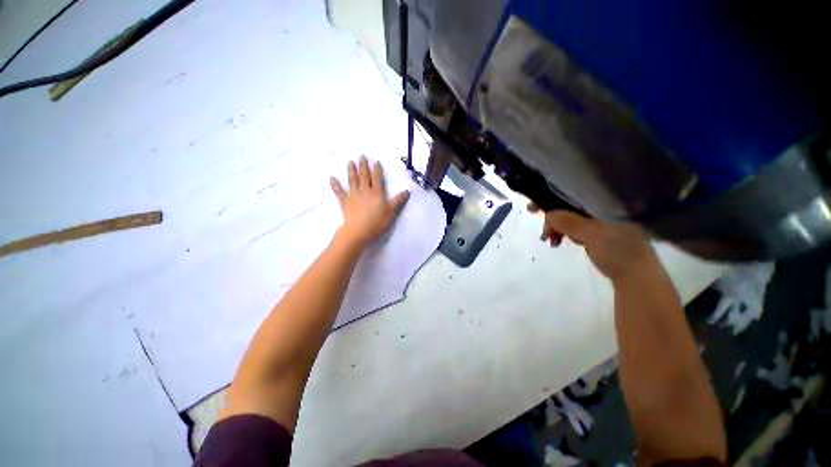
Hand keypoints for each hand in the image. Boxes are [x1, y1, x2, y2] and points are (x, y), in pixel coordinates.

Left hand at [330, 156, 409, 246]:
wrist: (359, 231)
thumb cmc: (377, 222)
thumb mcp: (391, 212)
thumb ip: (398, 201)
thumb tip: (407, 191)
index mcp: (377, 193)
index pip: (377, 178)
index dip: (377, 170)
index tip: (376, 162)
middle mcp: (364, 191)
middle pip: (364, 176)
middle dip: (363, 166)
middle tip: (361, 156)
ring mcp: (353, 196)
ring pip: (352, 180)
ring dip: (351, 171)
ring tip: (350, 162)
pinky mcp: (345, 202)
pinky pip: (339, 192)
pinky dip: (335, 185)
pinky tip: (331, 178)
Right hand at [529, 203, 658, 283]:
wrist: (637, 279)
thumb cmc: (619, 253)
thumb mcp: (593, 235)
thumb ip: (571, 223)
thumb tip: (548, 213)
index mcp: (606, 205)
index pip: (575, 194)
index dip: (553, 197)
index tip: (535, 206)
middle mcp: (603, 210)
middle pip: (570, 207)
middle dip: (553, 217)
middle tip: (541, 228)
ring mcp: (601, 223)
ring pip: (571, 219)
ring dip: (557, 228)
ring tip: (551, 241)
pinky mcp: (598, 235)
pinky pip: (576, 229)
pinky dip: (565, 234)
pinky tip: (559, 241)